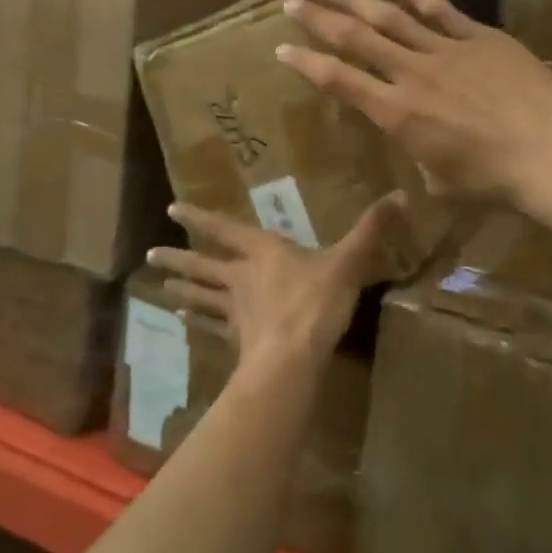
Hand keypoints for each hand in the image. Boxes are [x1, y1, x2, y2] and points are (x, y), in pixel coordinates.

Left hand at [146, 196, 404, 375]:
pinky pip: (212, 327)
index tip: (171, 208)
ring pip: (202, 296)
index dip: (199, 217)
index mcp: (262, 251)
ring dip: (182, 288)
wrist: (293, 359)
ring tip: (160, 285)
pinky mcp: (236, 340)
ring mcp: (235, 310)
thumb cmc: (316, 302)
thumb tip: (401, 194)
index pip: (224, 228)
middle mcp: (241, 277)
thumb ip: (372, 229)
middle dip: (178, 257)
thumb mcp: (348, 261)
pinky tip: (182, 321)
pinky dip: (197, 322)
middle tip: (150, 254)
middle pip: (203, 265)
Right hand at [276, 0, 551, 204]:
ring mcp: (444, 50)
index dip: (307, 63)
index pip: (339, 82)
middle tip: (292, 1)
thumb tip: (420, 149)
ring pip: (389, 16)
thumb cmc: (494, 181)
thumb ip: (420, 161)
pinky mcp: (477, 36)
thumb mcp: (441, 184)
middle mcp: (411, 74)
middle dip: (319, 20)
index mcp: (397, 114)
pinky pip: (436, 6)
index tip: (282, 48)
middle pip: (356, 39)